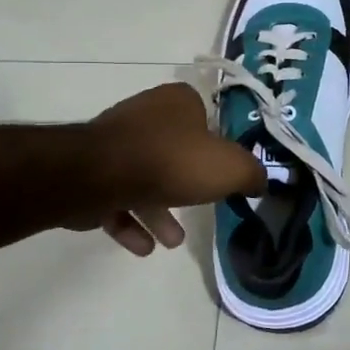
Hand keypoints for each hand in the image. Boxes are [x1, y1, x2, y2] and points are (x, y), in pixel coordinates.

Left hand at [73, 83, 264, 255]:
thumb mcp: (230, 167)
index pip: (205, 117)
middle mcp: (145, 115)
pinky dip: (132, 222)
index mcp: (177, 102)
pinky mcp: (90, 172)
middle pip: (175, 151)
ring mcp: (114, 143)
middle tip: (202, 209)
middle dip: (188, 185)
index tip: (224, 172)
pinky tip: (145, 247)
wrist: (99, 175)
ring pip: (145, 178)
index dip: (217, 144)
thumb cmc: (172, 161)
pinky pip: (117, 198)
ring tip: (173, 240)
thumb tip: (259, 181)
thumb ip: (251, 174)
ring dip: (160, 211)